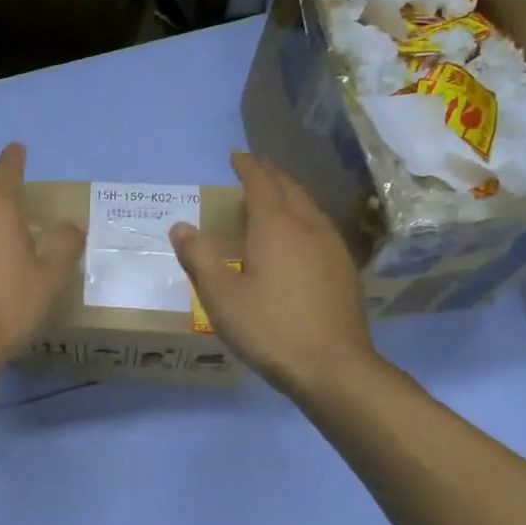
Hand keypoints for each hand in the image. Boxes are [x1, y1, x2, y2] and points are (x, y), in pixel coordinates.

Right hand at [170, 152, 379, 397]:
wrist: (333, 368)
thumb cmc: (269, 329)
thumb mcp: (221, 297)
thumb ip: (199, 258)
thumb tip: (180, 226)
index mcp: (276, 227)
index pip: (261, 183)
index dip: (248, 167)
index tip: (236, 157)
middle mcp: (309, 228)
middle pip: (291, 189)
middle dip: (271, 175)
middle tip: (254, 170)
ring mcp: (333, 248)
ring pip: (311, 207)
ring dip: (291, 194)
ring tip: (275, 197)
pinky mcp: (345, 271)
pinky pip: (321, 228)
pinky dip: (304, 218)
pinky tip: (299, 237)